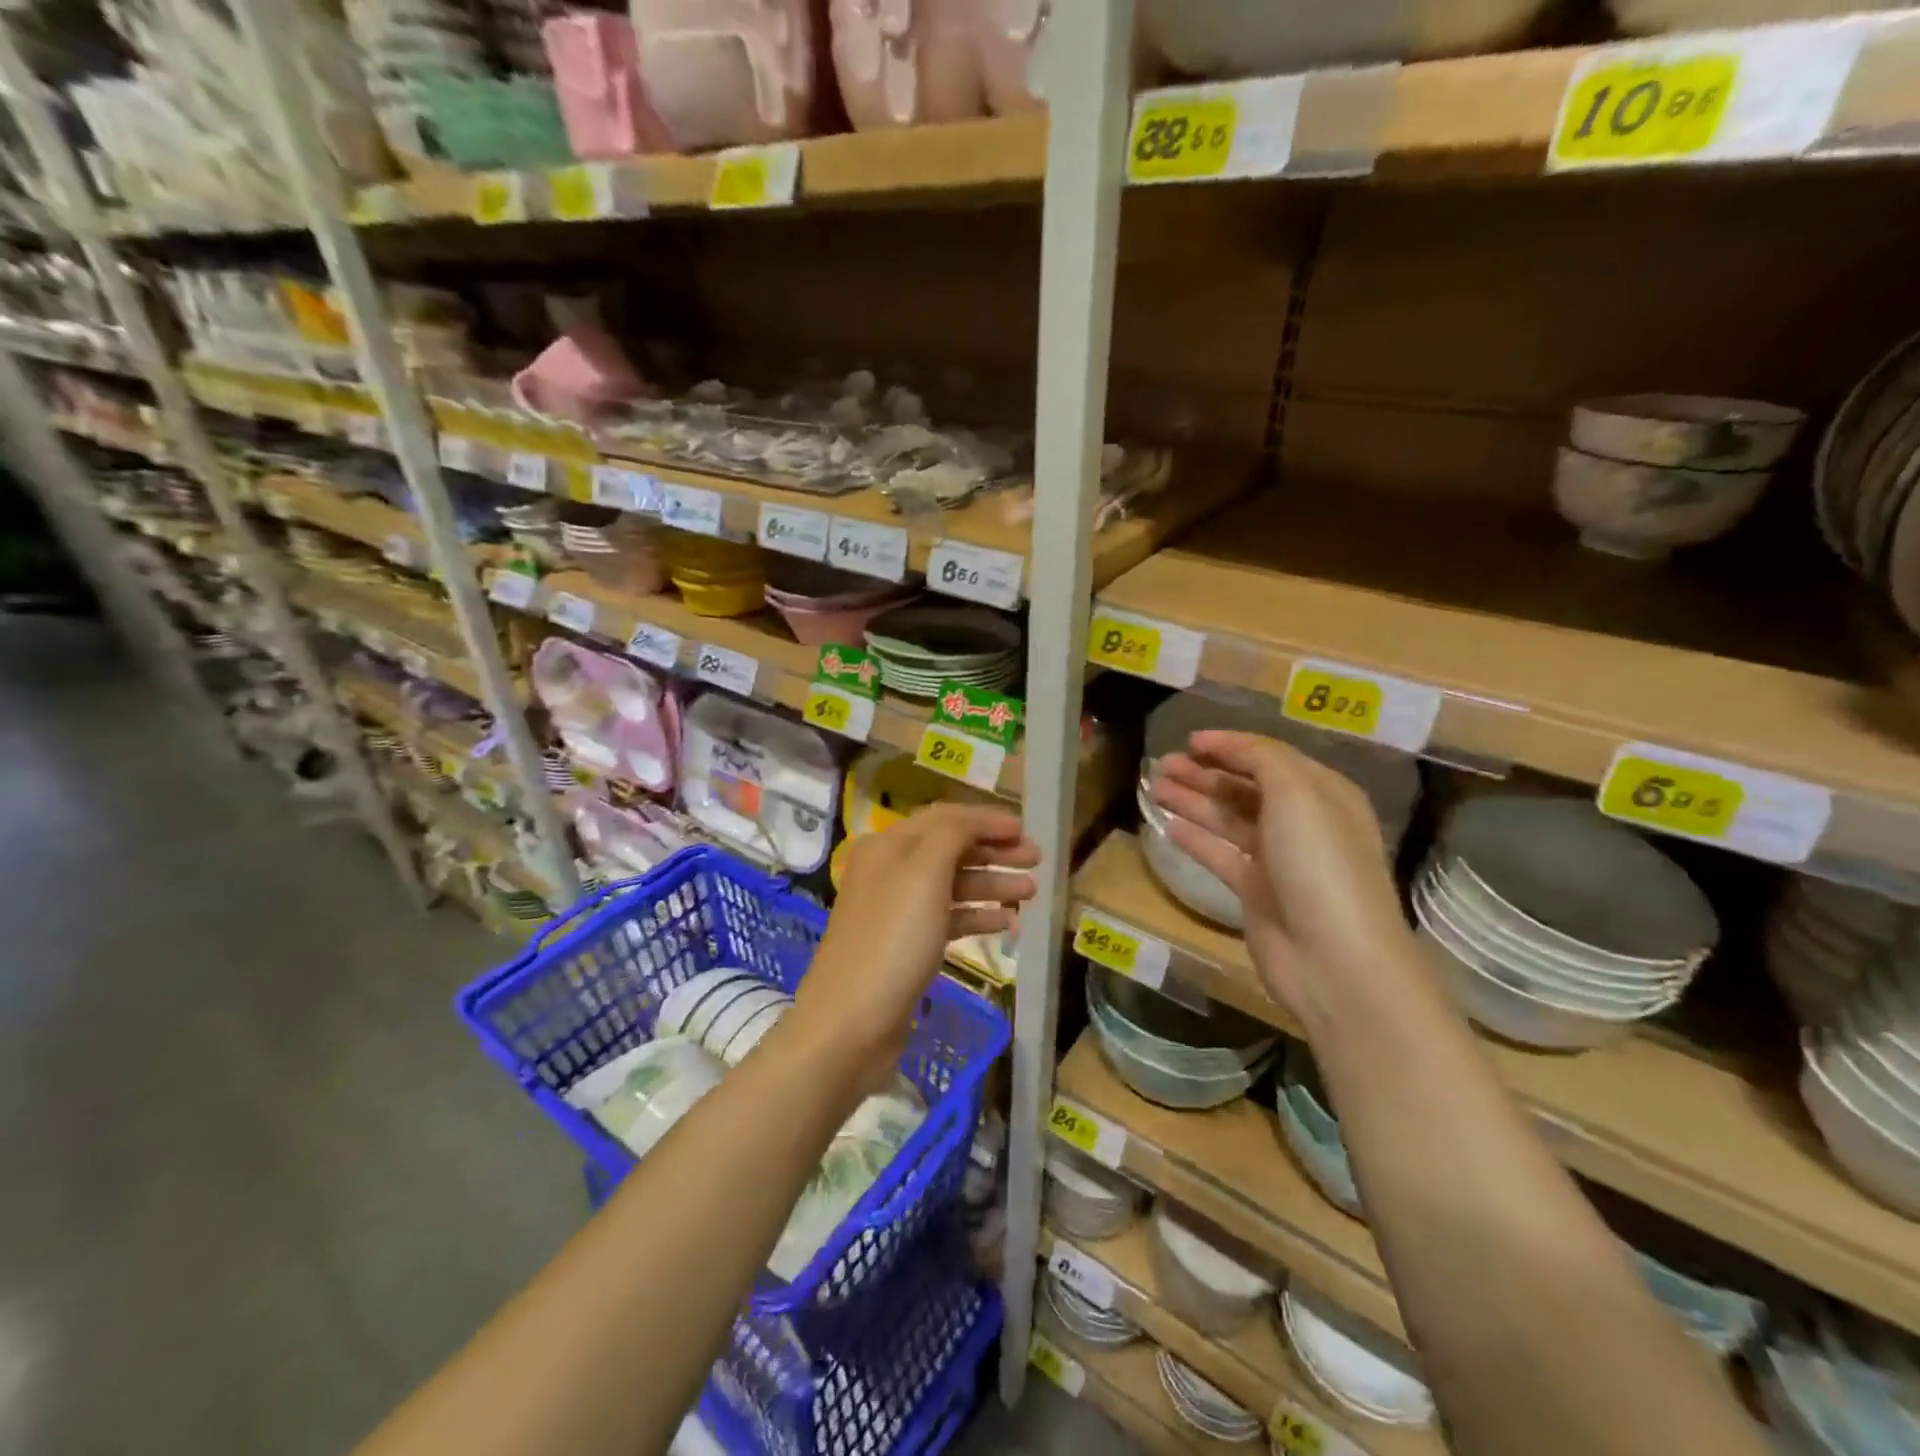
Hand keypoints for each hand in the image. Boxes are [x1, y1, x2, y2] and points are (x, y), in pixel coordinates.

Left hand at [790, 804, 1039, 1093]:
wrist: (850, 1025)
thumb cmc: (891, 941)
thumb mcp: (923, 874)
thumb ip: (952, 835)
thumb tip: (976, 821)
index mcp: (888, 846)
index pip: (945, 818)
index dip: (986, 820)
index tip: (1025, 830)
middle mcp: (890, 871)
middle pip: (951, 849)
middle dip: (994, 851)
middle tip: (1036, 860)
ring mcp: (897, 911)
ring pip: (953, 885)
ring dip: (992, 884)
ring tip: (1031, 892)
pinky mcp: (906, 947)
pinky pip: (948, 919)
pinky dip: (978, 916)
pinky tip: (1007, 924)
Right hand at [1150, 730, 1414, 1030]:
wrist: (1332, 956)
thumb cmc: (1318, 862)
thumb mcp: (1296, 792)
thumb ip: (1261, 758)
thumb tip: (1226, 745)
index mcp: (1322, 793)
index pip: (1269, 757)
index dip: (1229, 745)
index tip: (1188, 740)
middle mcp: (1302, 822)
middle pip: (1246, 787)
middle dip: (1205, 772)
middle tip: (1163, 764)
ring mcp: (1278, 860)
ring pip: (1228, 820)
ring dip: (1193, 800)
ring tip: (1154, 786)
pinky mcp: (1256, 892)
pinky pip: (1220, 855)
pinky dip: (1195, 838)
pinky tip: (1167, 825)